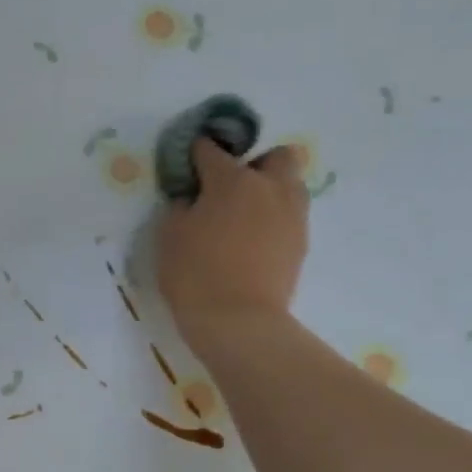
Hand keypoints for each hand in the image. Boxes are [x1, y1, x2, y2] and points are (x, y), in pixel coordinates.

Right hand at [157, 138, 309, 345]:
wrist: (238, 320)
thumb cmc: (194, 273)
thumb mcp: (169, 235)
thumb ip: (180, 207)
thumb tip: (191, 199)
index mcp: (232, 180)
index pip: (212, 151)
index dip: (196, 152)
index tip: (187, 162)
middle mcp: (270, 188)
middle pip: (276, 156)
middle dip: (255, 163)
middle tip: (229, 188)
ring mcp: (292, 215)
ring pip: (290, 185)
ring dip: (269, 190)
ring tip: (243, 216)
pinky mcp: (301, 242)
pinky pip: (290, 216)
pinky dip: (273, 219)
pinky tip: (251, 241)